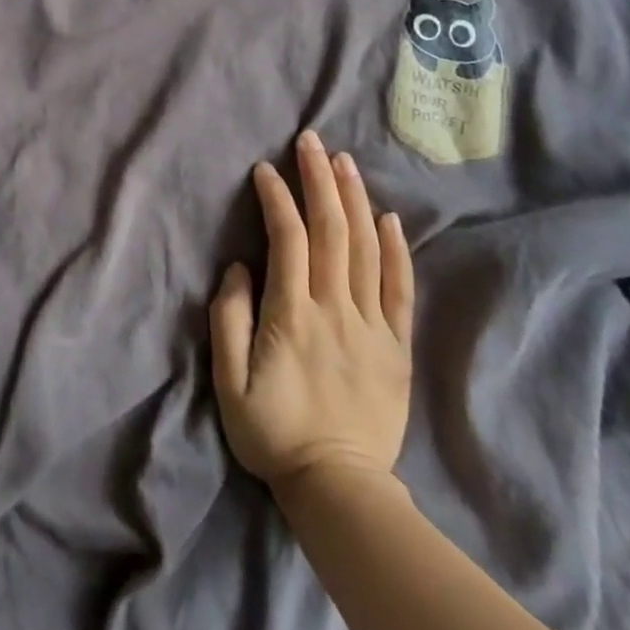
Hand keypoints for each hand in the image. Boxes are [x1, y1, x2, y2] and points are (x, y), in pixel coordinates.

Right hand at [211, 131, 415, 493]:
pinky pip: (401, 289)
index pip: (288, 240)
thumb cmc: (273, 433)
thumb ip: (228, 320)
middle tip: (311, 140)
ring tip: (344, 161)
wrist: (341, 489)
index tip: (265, 169)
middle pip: (332, 232)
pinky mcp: (397, 346)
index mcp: (291, 316)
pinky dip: (396, 249)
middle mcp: (336, 310)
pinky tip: (388, 216)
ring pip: (367, 250)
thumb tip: (239, 268)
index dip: (277, 199)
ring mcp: (373, 326)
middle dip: (319, 180)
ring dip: (354, 200)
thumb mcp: (228, 383)